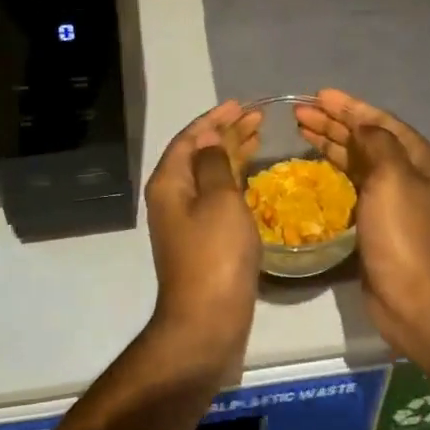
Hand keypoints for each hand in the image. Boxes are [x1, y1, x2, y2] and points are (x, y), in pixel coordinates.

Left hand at [143, 100, 263, 371]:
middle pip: (199, 154)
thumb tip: (208, 138)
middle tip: (258, 118)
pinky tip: (252, 176)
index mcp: (170, 182)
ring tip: (259, 137)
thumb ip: (214, 163)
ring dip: (232, 153)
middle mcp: (173, 197)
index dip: (215, 119)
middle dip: (226, 133)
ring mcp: (186, 221)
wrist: (206, 323)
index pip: (190, 138)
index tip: (241, 105)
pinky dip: (234, 179)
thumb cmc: (215, 255)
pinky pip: (217, 196)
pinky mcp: (202, 240)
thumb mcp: (219, 200)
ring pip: (210, 175)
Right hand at [296, 89, 429, 353]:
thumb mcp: (393, 176)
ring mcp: (389, 194)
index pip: (377, 119)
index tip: (318, 95)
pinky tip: (314, 161)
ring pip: (354, 156)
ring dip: (329, 140)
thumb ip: (377, 142)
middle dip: (333, 121)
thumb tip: (361, 125)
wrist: (414, 296)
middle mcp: (404, 170)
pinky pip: (349, 179)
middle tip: (299, 112)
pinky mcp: (373, 216)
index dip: (348, 106)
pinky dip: (331, 166)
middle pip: (364, 136)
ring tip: (300, 128)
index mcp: (415, 155)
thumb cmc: (402, 232)